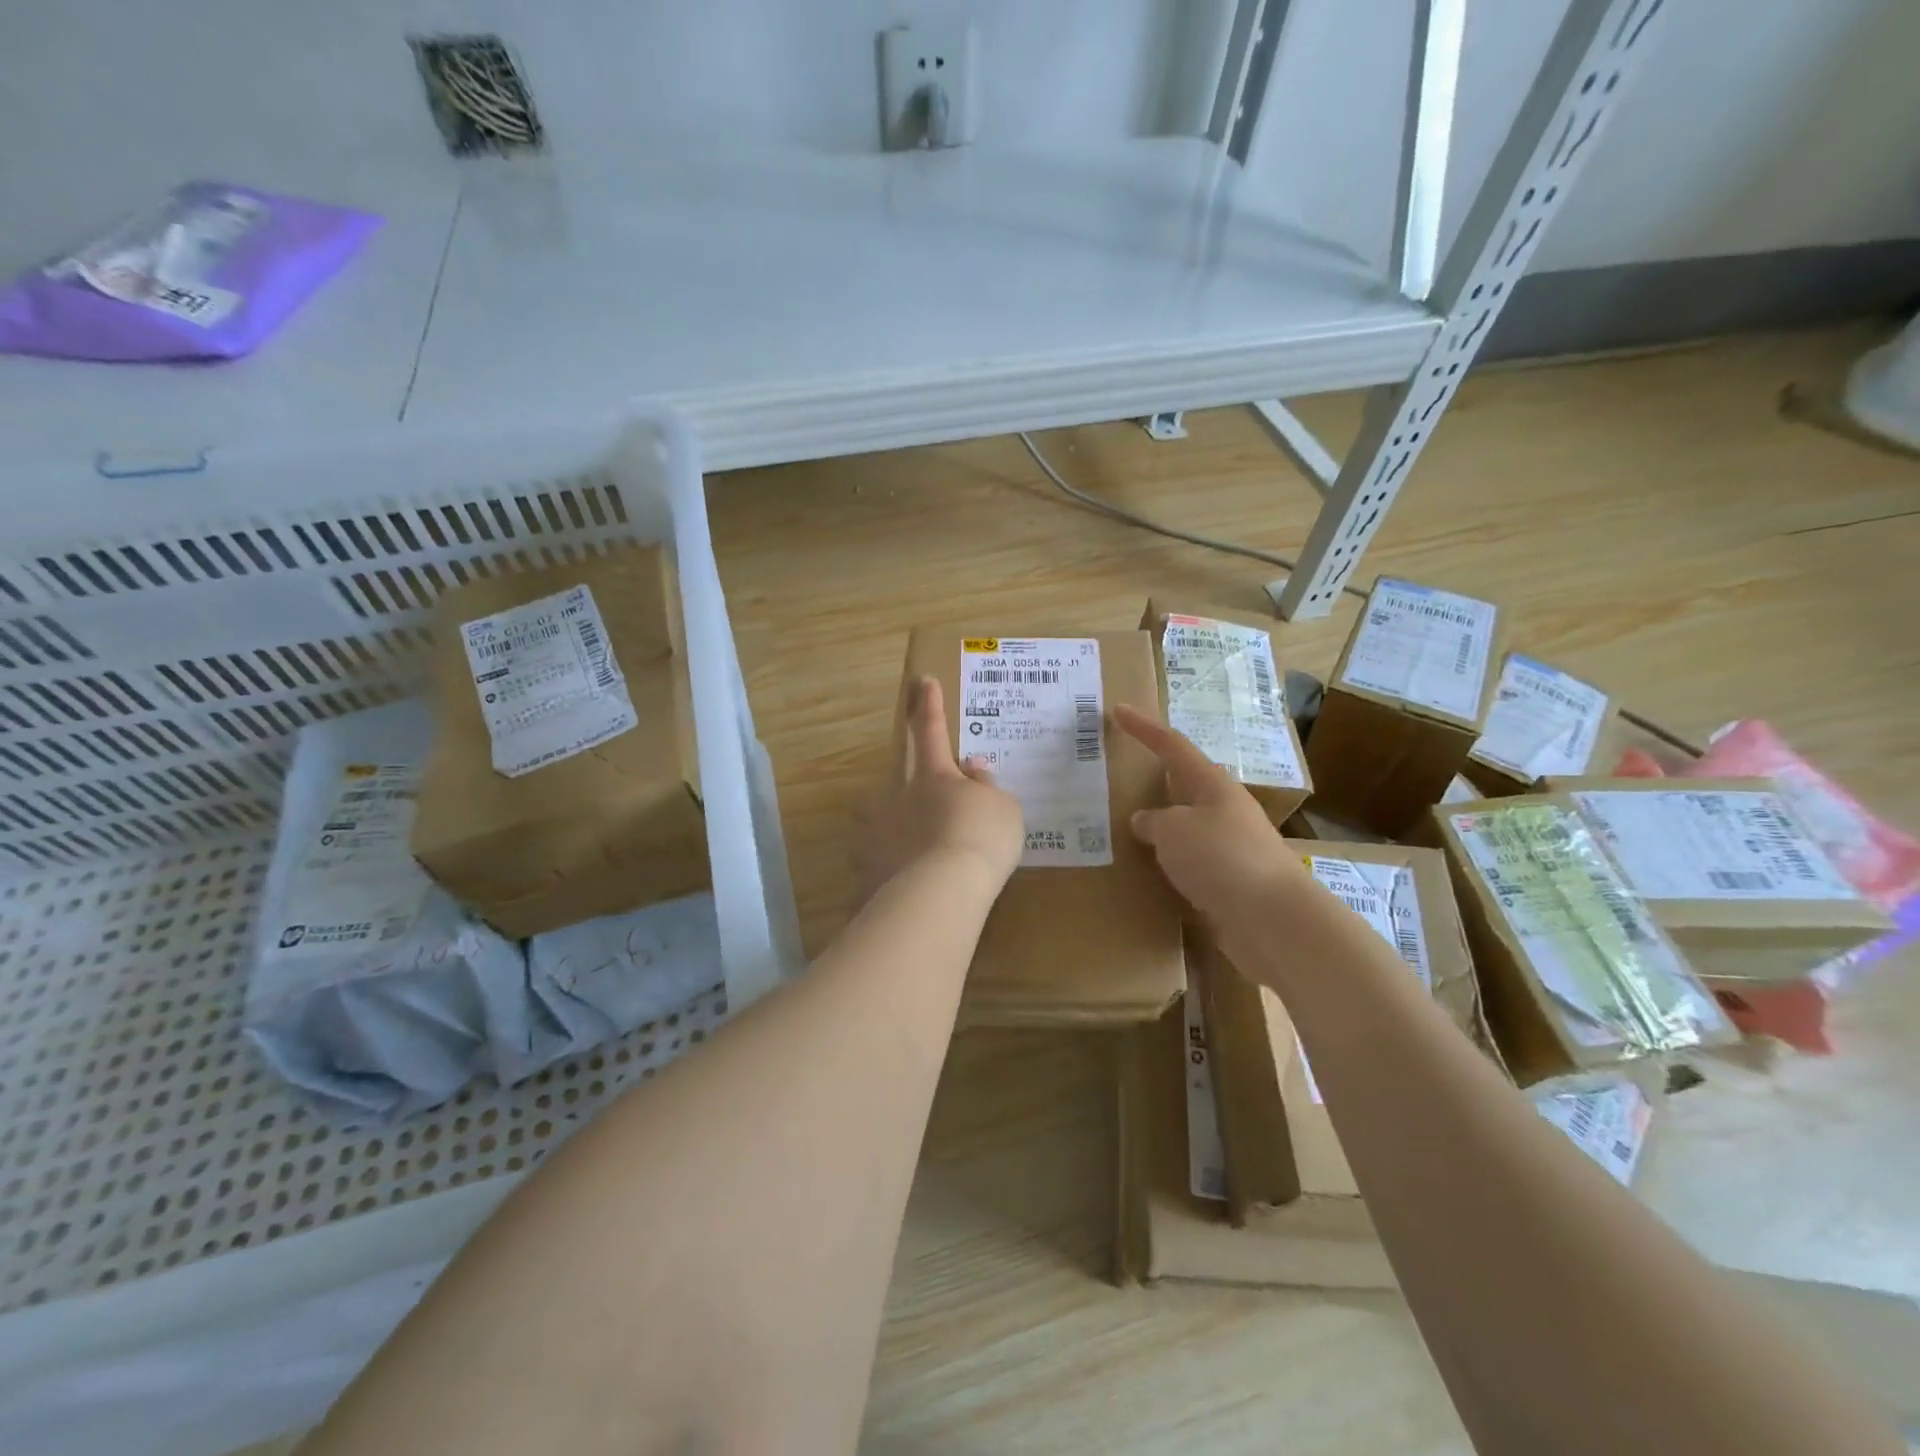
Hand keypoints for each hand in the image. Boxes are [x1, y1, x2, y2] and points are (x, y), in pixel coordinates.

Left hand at [854, 678, 1024, 904]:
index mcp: (933, 777)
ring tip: (917, 865)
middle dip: (909, 798)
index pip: (931, 732)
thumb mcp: (1002, 807)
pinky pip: (880, 870)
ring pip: (880, 828)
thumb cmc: (980, 837)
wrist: (941, 890)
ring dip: (896, 839)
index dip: (929, 706)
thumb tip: (973, 768)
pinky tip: (908, 896)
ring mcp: (875, 835)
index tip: (922, 680)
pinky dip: (892, 878)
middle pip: (895, 787)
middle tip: (930, 821)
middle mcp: (897, 799)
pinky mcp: (865, 873)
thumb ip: (986, 785)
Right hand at [1112, 703, 1308, 925]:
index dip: (1144, 727)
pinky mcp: (1232, 881)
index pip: (1172, 746)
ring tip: (1128, 829)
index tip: (1119, 710)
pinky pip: (1192, 861)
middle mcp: (1225, 810)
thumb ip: (1153, 822)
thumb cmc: (1220, 858)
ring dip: (1162, 826)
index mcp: (1213, 785)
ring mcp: (1232, 846)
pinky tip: (1152, 872)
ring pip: (1188, 826)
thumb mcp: (1173, 831)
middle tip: (1124, 776)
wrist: (1272, 919)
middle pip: (1185, 785)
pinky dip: (1170, 861)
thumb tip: (1146, 822)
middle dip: (1156, 780)